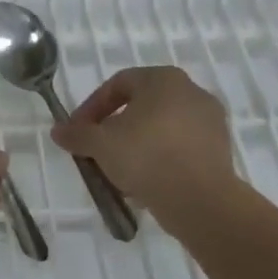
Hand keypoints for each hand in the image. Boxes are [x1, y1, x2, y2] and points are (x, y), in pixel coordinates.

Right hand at [50, 66, 242, 219]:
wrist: (199, 199)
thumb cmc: (145, 157)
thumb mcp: (100, 144)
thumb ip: (77, 134)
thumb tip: (58, 131)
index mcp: (163, 79)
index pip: (118, 84)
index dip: (91, 107)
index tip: (77, 131)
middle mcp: (191, 91)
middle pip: (141, 106)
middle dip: (114, 128)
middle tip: (96, 150)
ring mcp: (210, 120)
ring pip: (160, 128)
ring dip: (135, 145)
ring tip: (117, 171)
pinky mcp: (219, 149)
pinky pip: (179, 147)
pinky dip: (159, 158)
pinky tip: (143, 181)